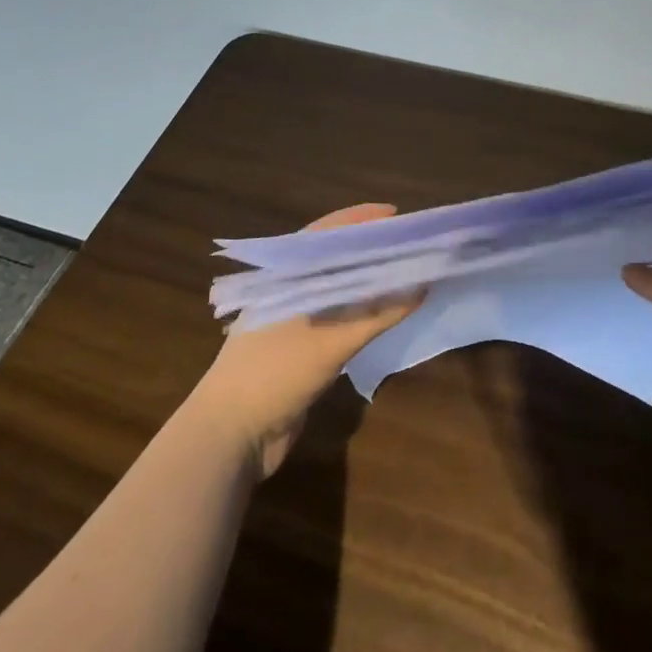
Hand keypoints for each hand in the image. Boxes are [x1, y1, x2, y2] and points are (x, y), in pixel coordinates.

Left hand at [190, 204, 422, 477]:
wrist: (230, 437)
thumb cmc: (273, 375)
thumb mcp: (329, 344)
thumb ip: (376, 316)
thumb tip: (421, 287)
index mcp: (283, 276)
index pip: (326, 235)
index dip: (361, 221)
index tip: (397, 214)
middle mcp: (287, 291)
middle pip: (335, 260)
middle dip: (371, 249)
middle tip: (411, 242)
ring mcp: (293, 321)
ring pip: (338, 290)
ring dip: (369, 282)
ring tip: (407, 270)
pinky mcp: (301, 349)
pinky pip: (339, 319)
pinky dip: (363, 312)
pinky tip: (388, 311)